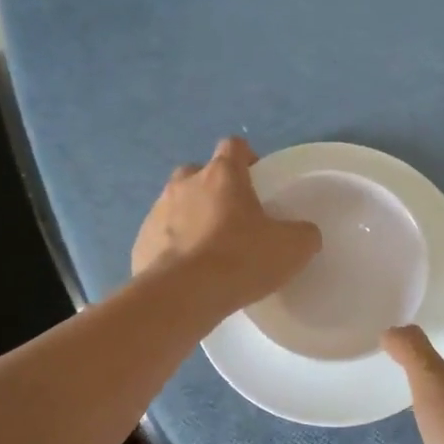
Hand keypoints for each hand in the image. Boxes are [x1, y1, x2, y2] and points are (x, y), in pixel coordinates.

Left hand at [132, 137, 320, 316]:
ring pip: (176, 204)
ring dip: (191, 218)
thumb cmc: (240, 259)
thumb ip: (303, 233)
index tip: (257, 181)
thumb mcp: (292, 248)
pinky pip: (160, 237)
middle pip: (199, 173)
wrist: (182, 296)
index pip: (234, 146)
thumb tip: (304, 233)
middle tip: (232, 218)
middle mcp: (185, 184)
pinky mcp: (140, 242)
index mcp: (222, 175)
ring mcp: (156, 212)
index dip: (247, 159)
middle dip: (214, 189)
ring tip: (209, 250)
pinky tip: (188, 273)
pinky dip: (173, 247)